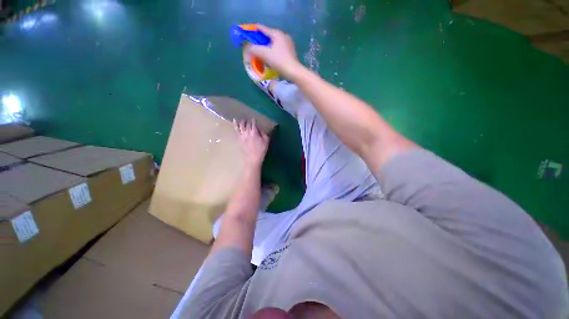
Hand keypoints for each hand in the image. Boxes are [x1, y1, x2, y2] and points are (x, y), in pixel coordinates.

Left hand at [234, 119, 269, 166]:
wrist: (252, 158)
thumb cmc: (261, 150)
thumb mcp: (266, 141)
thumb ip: (264, 134)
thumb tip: (260, 130)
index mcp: (254, 132)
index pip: (253, 124)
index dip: (254, 120)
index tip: (254, 119)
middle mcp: (247, 132)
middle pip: (247, 124)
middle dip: (248, 121)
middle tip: (249, 120)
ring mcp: (242, 135)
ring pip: (241, 125)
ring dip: (242, 121)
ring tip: (243, 120)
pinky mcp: (239, 138)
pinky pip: (236, 130)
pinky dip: (235, 124)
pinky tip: (234, 120)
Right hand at [244, 25, 302, 77]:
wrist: (293, 72)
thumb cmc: (279, 61)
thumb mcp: (264, 54)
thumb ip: (254, 49)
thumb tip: (247, 47)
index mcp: (277, 33)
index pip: (262, 28)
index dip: (254, 30)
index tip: (247, 34)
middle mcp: (283, 36)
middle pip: (268, 36)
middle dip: (260, 40)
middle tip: (254, 46)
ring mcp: (289, 44)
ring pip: (274, 43)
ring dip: (267, 47)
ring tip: (261, 53)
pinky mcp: (291, 52)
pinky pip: (279, 49)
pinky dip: (273, 51)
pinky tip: (271, 58)